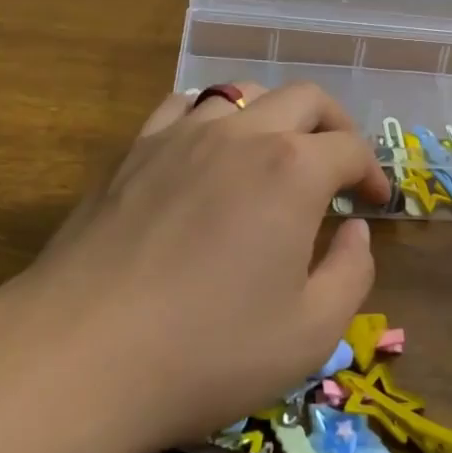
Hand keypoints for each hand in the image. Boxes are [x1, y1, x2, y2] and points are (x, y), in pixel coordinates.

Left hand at [0, 83, 390, 452]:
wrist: (78, 358)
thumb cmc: (206, 352)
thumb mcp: (310, 333)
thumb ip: (352, 272)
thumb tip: (354, 230)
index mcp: (293, 169)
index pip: (351, 147)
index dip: (372, 173)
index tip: (374, 204)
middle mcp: (243, 134)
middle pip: (305, 99)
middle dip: (334, 127)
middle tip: (339, 168)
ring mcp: (182, 134)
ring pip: (244, 94)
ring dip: (275, 117)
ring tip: (275, 157)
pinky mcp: (135, 149)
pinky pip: (184, 106)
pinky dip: (213, 117)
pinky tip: (209, 150)